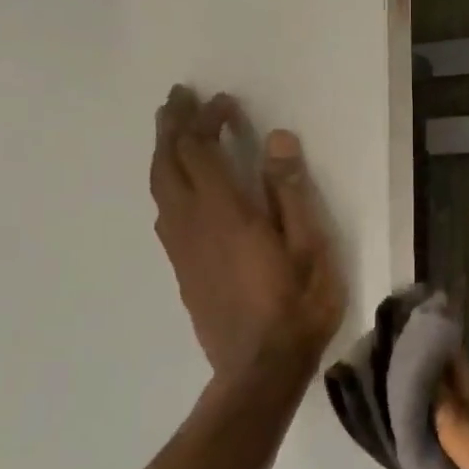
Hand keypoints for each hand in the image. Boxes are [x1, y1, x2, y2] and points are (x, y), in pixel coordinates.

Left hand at [150, 86, 346, 386]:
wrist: (259, 370)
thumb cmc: (296, 306)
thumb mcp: (310, 246)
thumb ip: (291, 191)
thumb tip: (278, 139)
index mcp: (225, 212)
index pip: (201, 150)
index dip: (207, 120)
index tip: (225, 102)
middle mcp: (192, 223)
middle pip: (168, 163)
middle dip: (171, 126)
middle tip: (178, 98)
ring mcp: (182, 248)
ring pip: (159, 188)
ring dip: (163, 153)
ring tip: (173, 132)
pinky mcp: (182, 269)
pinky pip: (164, 212)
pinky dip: (166, 183)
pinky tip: (179, 187)